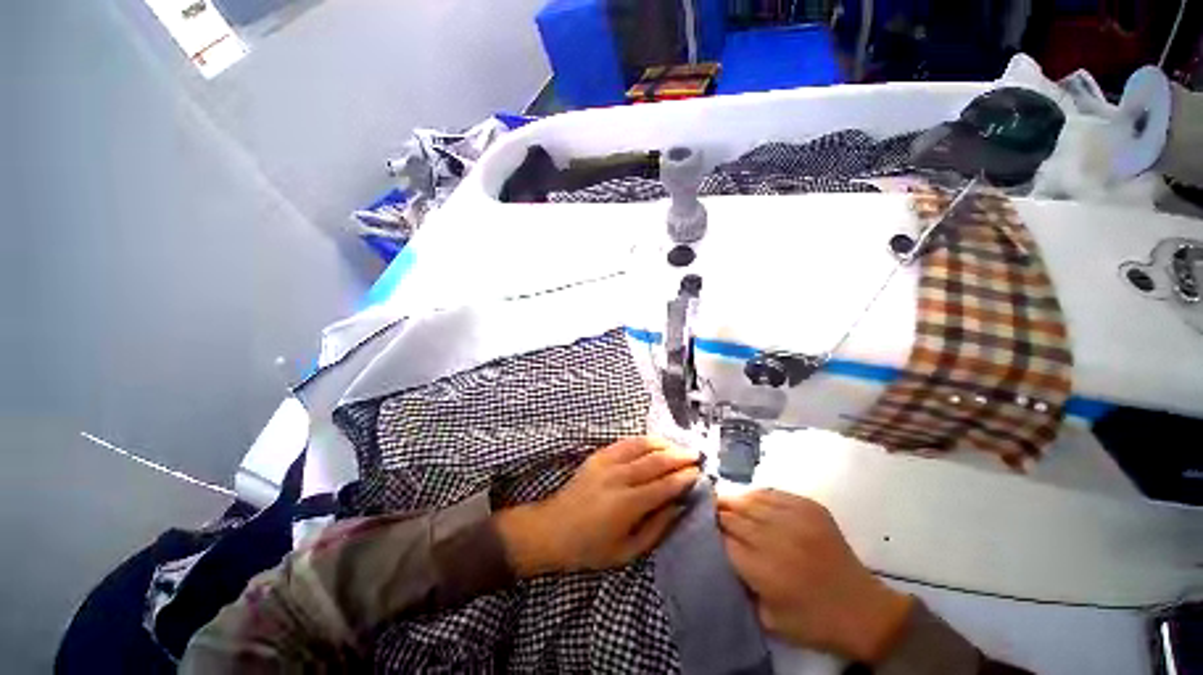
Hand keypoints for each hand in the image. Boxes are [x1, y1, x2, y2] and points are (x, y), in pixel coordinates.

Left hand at [495, 437, 699, 575]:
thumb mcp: (627, 552)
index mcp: (627, 504)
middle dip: (679, 457)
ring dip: (664, 444)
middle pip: (656, 461)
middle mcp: (619, 477)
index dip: (684, 478)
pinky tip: (654, 442)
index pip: (664, 486)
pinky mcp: (598, 455)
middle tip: (696, 456)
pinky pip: (625, 442)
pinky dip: (643, 440)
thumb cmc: (591, 547)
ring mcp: (607, 462)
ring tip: (678, 447)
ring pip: (641, 446)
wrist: (553, 528)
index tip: (699, 473)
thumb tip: (678, 506)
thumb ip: (656, 528)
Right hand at [717, 489, 912, 663]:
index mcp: (763, 569)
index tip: (703, 530)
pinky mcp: (810, 508)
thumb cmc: (813, 622)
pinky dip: (758, 495)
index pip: (724, 539)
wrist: (863, 610)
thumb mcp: (768, 618)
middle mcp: (776, 538)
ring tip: (723, 501)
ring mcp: (795, 519)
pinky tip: (751, 499)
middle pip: (734, 516)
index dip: (711, 532)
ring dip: (734, 501)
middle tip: (707, 510)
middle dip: (718, 513)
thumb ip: (742, 587)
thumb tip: (722, 556)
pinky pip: (774, 493)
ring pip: (751, 500)